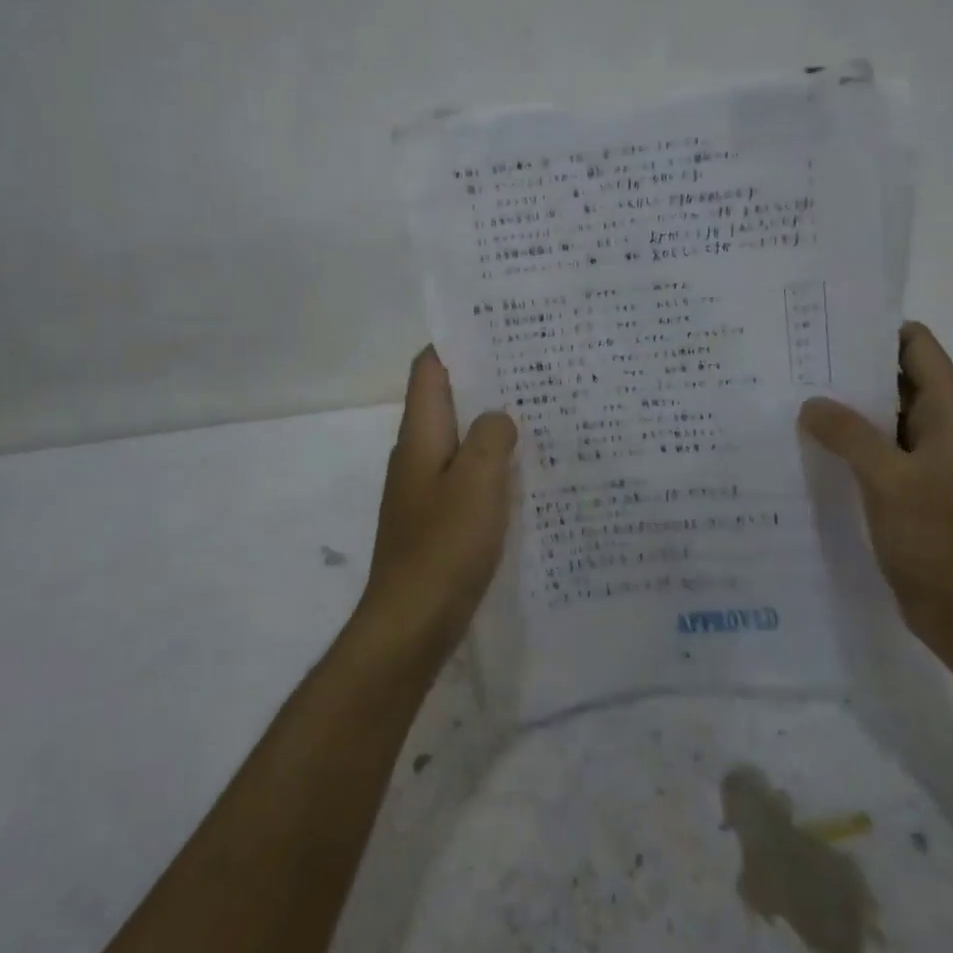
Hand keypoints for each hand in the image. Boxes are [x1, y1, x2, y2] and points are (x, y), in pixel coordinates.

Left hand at [357, 347, 518, 663]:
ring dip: (493, 427)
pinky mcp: (440, 521)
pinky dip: (494, 468)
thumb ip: (490, 438)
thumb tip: (499, 418)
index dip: (457, 343)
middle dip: (487, 383)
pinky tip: (528, 474)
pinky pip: (469, 479)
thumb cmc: (444, 547)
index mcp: (420, 436)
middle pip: (448, 402)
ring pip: (461, 441)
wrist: (411, 624)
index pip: (430, 370)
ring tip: (541, 414)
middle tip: (536, 369)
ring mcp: (426, 490)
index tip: (498, 328)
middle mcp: (418, 456)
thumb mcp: (476, 482)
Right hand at [799, 322, 952, 654]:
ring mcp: (924, 455)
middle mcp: (940, 423)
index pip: (914, 344)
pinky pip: (875, 447)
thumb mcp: (887, 477)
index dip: (872, 331)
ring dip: (844, 407)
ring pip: (881, 414)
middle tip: (792, 362)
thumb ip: (848, 433)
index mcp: (950, 409)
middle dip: (847, 368)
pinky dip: (846, 441)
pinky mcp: (908, 483)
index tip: (823, 329)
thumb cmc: (936, 535)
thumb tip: (810, 404)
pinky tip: (806, 443)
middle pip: (893, 375)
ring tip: (790, 398)